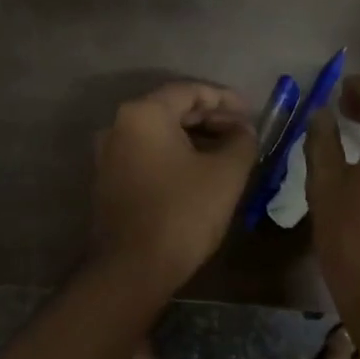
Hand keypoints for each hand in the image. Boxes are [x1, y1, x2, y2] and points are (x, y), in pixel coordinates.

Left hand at [91, 82, 258, 292]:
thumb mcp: (226, 173)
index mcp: (143, 113)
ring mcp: (108, 154)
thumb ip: (241, 140)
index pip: (190, 90)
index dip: (225, 99)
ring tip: (226, 153)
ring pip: (158, 133)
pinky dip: (174, 155)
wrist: (132, 268)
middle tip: (242, 133)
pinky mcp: (108, 180)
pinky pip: (146, 154)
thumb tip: (243, 130)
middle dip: (210, 118)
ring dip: (194, 138)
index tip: (251, 114)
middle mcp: (118, 125)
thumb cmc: (182, 212)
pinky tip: (199, 172)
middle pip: (171, 109)